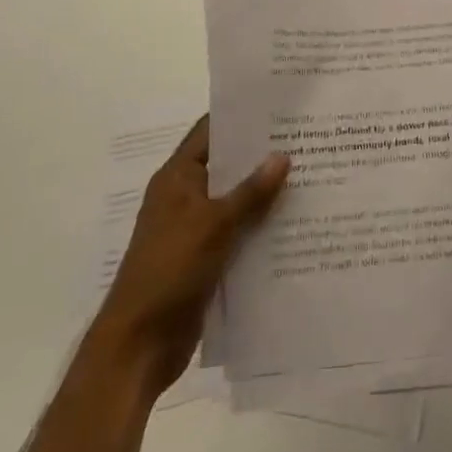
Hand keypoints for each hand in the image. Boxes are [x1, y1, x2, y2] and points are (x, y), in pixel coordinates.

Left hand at [87, 116, 288, 397]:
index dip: (241, 116)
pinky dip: (261, 228)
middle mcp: (185, 196)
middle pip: (228, 166)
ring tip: (312, 176)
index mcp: (178, 177)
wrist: (139, 345)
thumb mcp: (214, 224)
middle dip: (263, 156)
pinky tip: (296, 223)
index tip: (279, 106)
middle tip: (307, 140)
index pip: (210, 131)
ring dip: (266, 194)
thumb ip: (250, 191)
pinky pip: (239, 234)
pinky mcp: (206, 260)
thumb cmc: (169, 270)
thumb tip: (282, 155)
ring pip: (237, 202)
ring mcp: (195, 229)